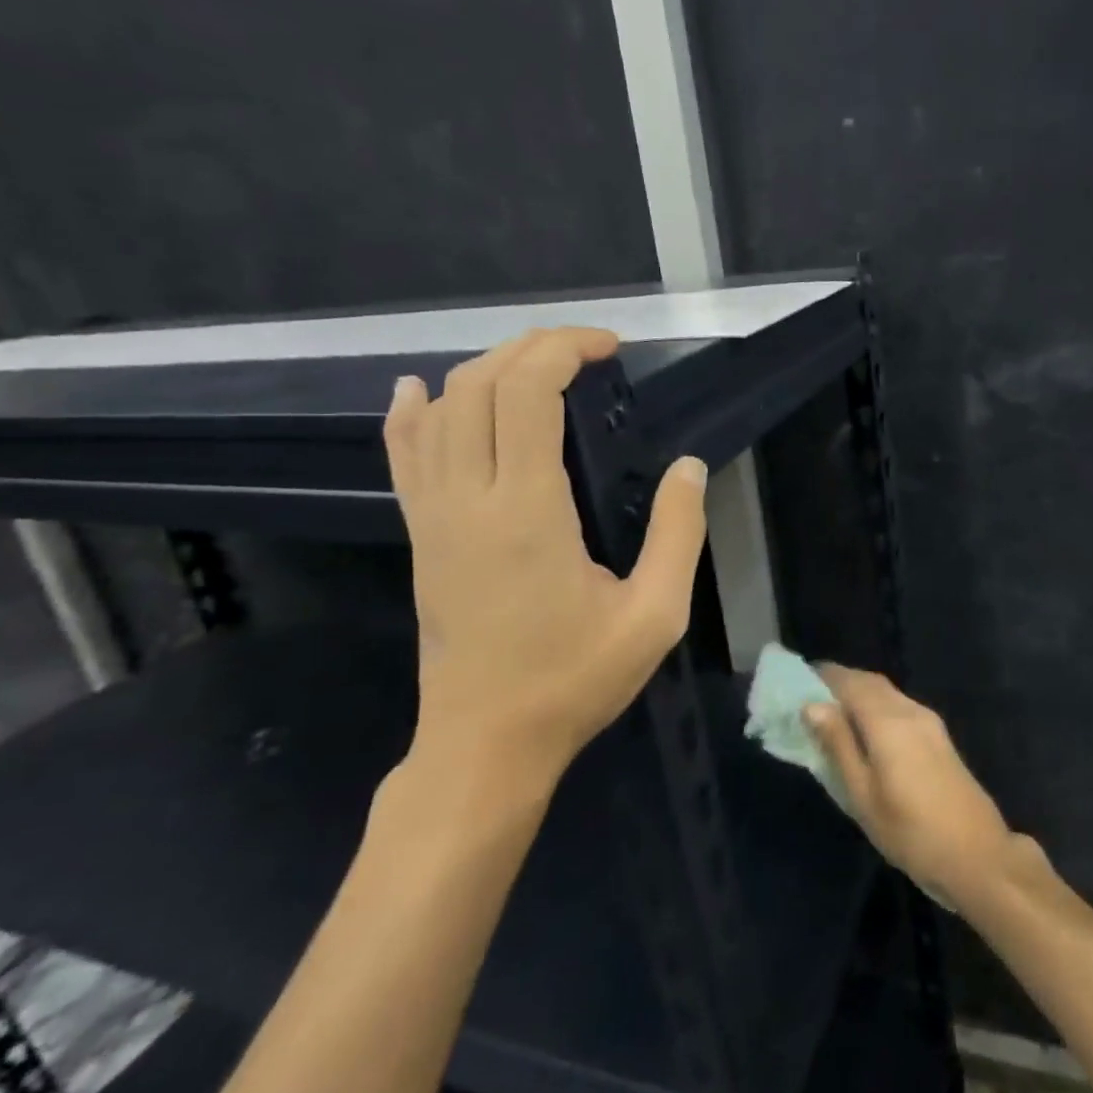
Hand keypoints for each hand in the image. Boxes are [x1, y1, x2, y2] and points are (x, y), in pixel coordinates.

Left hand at [384, 328, 707, 787]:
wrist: (485, 743)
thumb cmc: (574, 681)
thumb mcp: (655, 615)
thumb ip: (678, 533)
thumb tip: (688, 466)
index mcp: (527, 511)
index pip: (527, 393)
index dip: (565, 351)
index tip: (610, 349)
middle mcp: (468, 499)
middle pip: (481, 386)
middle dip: (533, 348)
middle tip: (585, 351)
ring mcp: (433, 516)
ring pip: (440, 410)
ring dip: (488, 370)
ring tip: (537, 366)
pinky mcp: (420, 536)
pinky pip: (404, 455)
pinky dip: (413, 411)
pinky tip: (421, 388)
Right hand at [804, 667, 1014, 905]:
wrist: (977, 854)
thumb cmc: (910, 832)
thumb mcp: (863, 795)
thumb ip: (838, 745)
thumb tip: (812, 705)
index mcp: (888, 721)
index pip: (851, 682)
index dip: (824, 676)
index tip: (797, 680)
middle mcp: (910, 710)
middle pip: (871, 682)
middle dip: (841, 682)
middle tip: (811, 696)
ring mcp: (929, 721)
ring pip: (887, 692)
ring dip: (860, 693)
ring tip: (833, 714)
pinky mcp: (938, 736)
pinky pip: (900, 706)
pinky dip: (877, 706)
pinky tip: (865, 730)